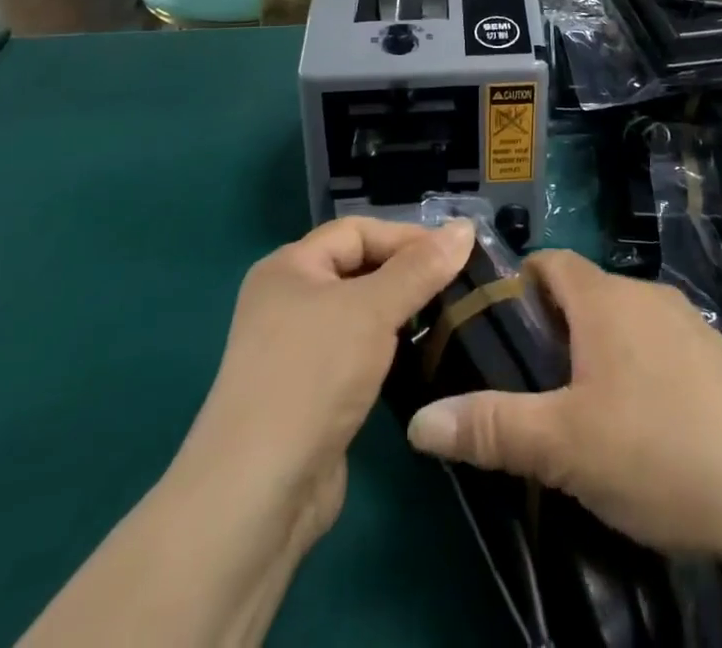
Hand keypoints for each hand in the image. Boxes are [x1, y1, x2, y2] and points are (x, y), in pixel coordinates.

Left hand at [20, 217, 474, 647]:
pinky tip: (420, 359)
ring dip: (401, 315)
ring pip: (361, 315)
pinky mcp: (310, 394)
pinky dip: (388, 351)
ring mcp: (296, 351)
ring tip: (449, 319)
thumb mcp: (372, 310)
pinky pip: (357, 354)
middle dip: (407, 275)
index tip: (456, 255)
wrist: (256, 496)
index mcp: (290, 267)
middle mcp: (288, 301)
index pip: (358, 231)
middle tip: (459, 287)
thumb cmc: (312, 377)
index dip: (406, 237)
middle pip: (359, 269)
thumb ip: (421, 267)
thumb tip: (465, 226)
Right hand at [403, 249, 721, 557]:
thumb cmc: (659, 447)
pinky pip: (659, 350)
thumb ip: (491, 427)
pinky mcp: (719, 359)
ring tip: (582, 416)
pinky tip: (644, 434)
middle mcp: (645, 295)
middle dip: (554, 331)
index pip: (550, 261)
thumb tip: (419, 422)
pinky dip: (638, 374)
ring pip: (623, 325)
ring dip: (597, 356)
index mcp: (604, 299)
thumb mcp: (563, 445)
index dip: (519, 285)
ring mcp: (688, 324)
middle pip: (585, 295)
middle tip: (533, 388)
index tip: (498, 329)